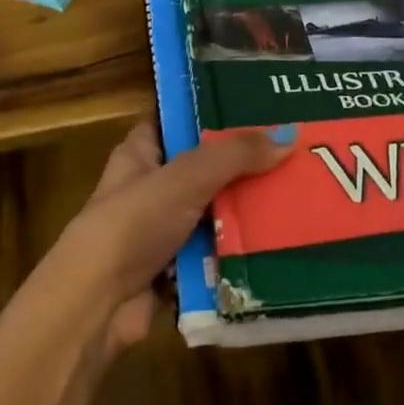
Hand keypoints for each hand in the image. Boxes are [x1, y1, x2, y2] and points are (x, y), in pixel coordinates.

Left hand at [42, 119, 295, 348]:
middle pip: (207, 165)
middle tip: (297, 144)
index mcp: (141, 153)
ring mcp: (167, 229)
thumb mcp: (184, 178)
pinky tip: (286, 234)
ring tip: (305, 186)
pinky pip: (221, 248)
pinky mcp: (182, 267)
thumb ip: (235, 155)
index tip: (259, 98)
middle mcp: (154, 187)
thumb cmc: (132, 225)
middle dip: (247, 160)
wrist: (98, 306)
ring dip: (251, 206)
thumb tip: (288, 135)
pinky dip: (245, 245)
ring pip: (219, 209)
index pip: (177, 117)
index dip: (211, 106)